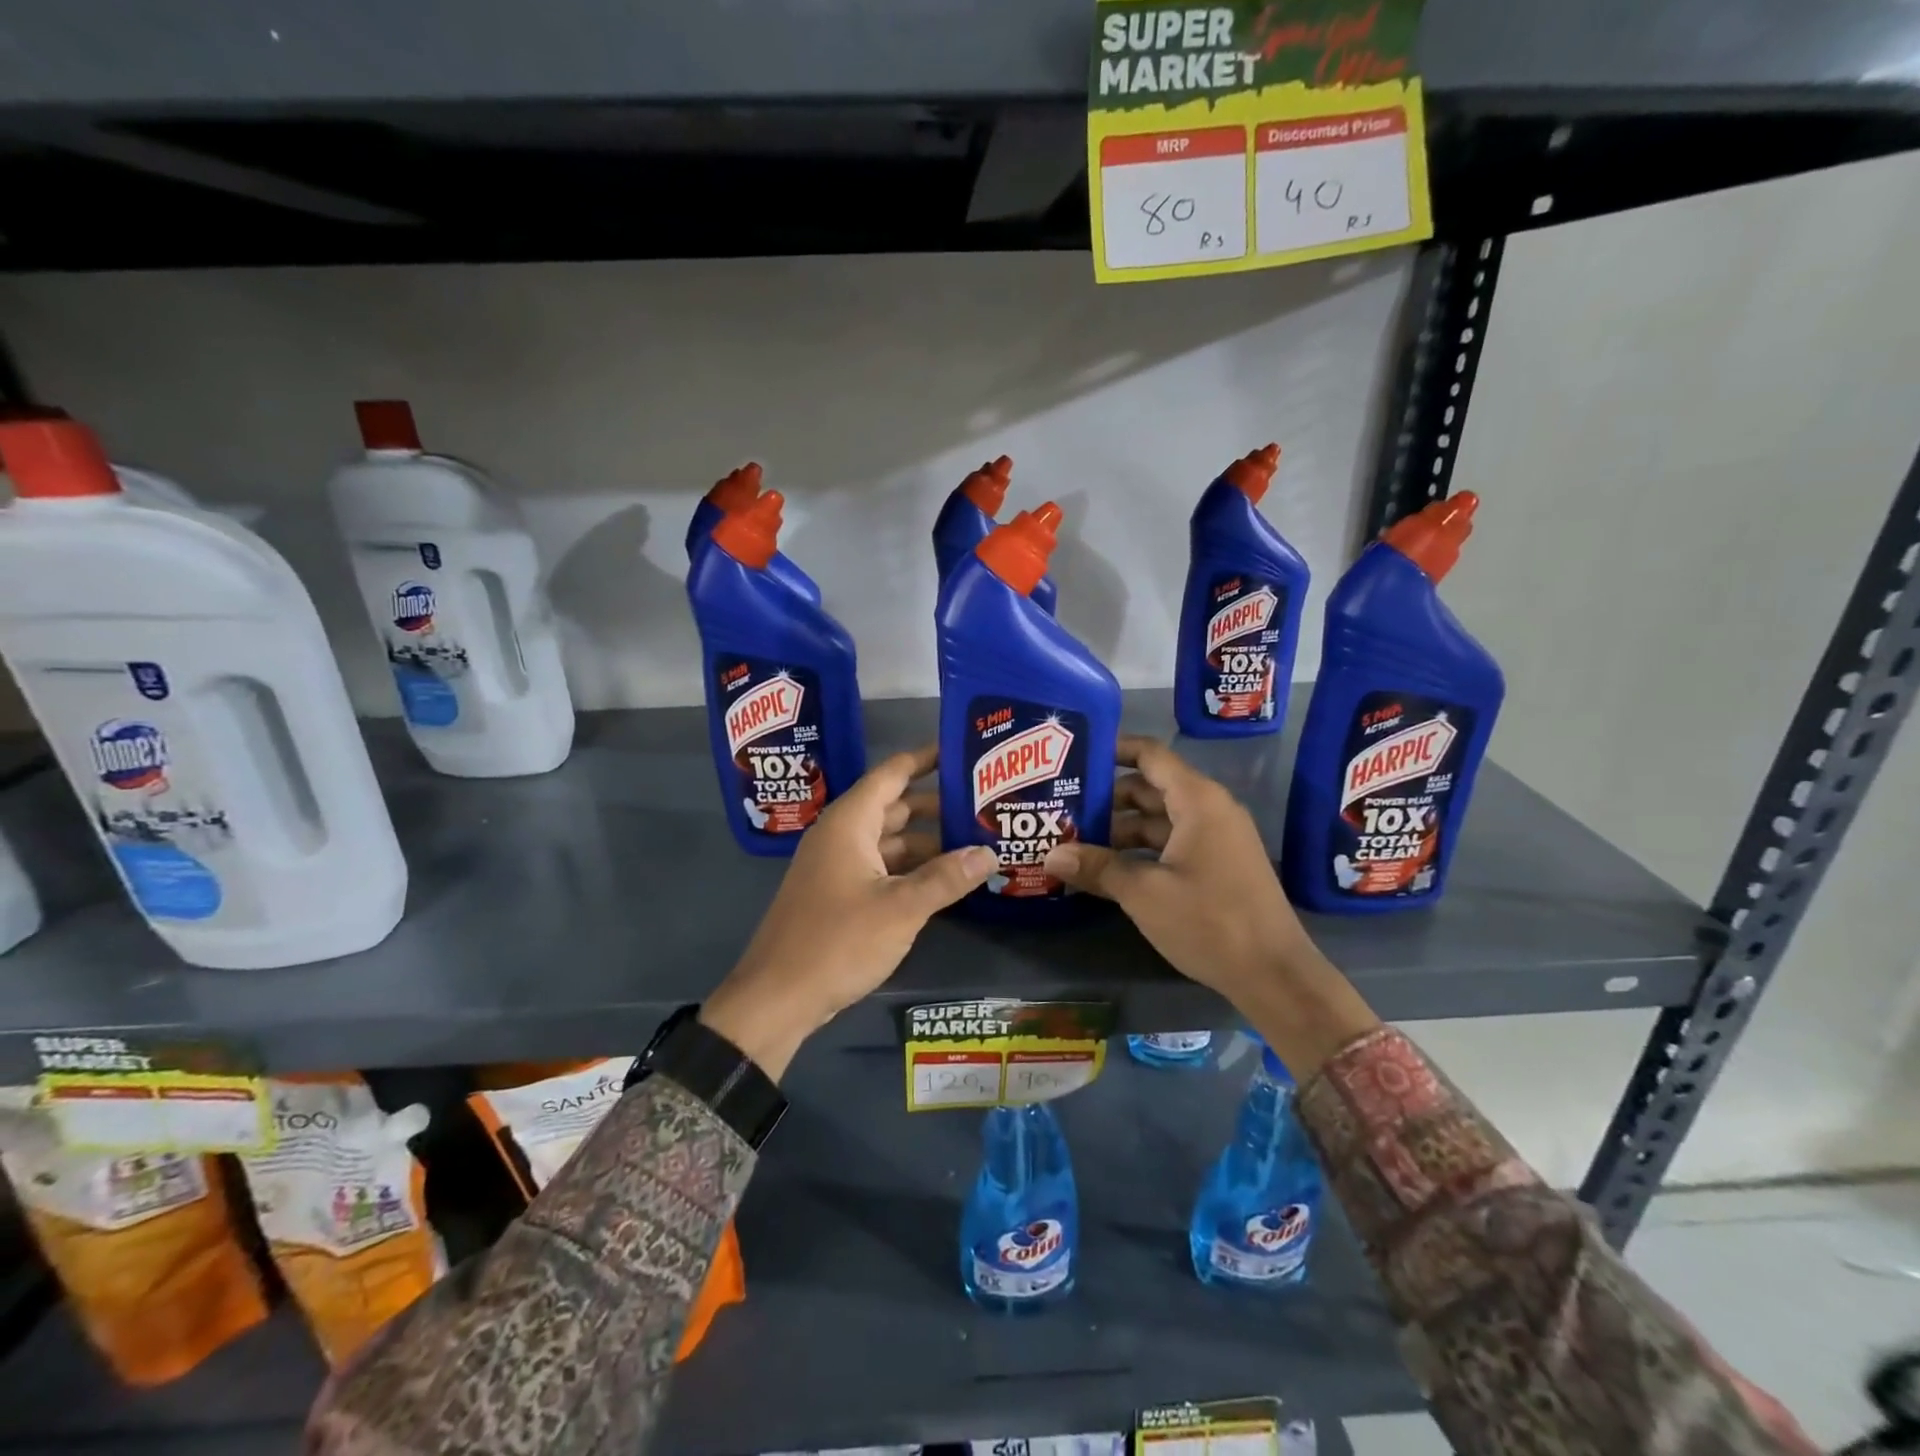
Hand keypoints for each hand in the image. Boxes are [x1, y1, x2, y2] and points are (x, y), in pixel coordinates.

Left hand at [700, 745, 996, 1079]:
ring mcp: (837, 867)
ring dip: (927, 842)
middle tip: (982, 804)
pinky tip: (944, 881)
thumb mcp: (901, 908)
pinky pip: (881, 868)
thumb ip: (946, 878)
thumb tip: (990, 852)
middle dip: (936, 805)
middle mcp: (841, 836)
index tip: (961, 750)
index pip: (892, 774)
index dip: (925, 759)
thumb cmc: (838, 941)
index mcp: (850, 823)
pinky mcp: (838, 895)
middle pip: (895, 807)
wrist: (777, 998)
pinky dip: (911, 869)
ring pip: (889, 841)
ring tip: (974, 843)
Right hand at [1044, 736, 1377, 1079]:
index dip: (1113, 749)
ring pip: (1159, 819)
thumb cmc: (1209, 921)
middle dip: (1107, 797)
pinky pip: (1172, 842)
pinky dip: (1141, 849)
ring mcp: (1216, 838)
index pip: (1150, 755)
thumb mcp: (1144, 893)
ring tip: (1075, 840)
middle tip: (1062, 806)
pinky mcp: (1218, 865)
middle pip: (1149, 787)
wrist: (1274, 975)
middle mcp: (1209, 809)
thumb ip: (1097, 868)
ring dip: (1120, 828)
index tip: (1075, 755)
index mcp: (1197, 800)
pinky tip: (1109, 868)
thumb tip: (1050, 856)